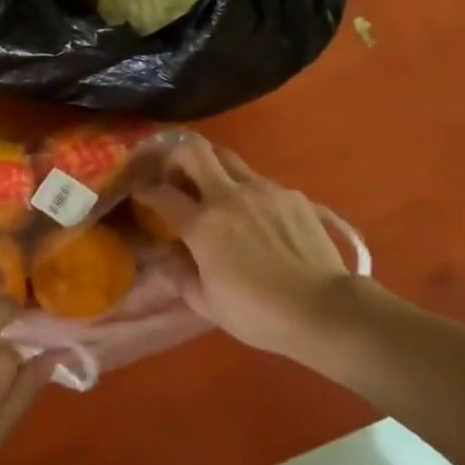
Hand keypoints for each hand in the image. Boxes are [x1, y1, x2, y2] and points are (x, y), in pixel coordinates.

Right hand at [134, 138, 359, 359]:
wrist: (324, 310)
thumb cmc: (259, 314)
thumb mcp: (206, 303)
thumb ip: (179, 272)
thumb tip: (166, 252)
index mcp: (203, 224)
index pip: (161, 193)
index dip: (144, 190)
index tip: (140, 193)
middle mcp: (228, 195)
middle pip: (192, 150)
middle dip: (174, 156)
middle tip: (173, 175)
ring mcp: (262, 189)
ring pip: (227, 158)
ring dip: (211, 168)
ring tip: (212, 190)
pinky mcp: (290, 194)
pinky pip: (258, 181)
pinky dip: (245, 190)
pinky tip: (254, 215)